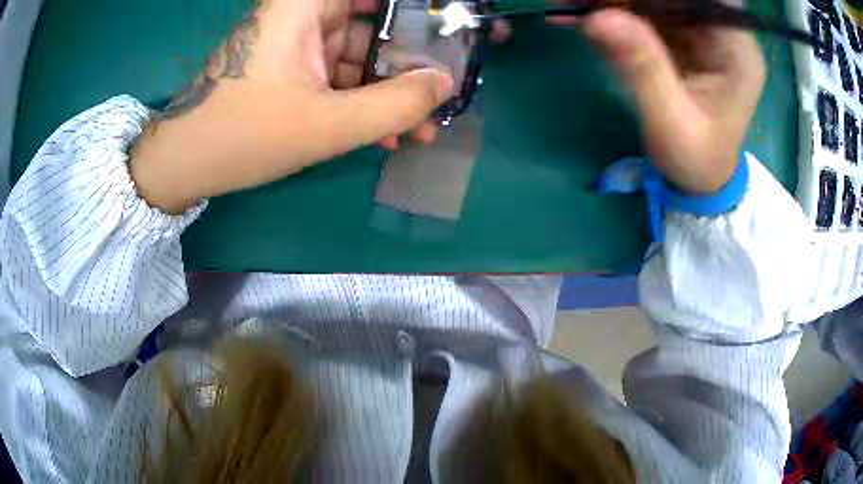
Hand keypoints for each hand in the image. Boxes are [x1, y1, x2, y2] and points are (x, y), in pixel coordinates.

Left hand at [131, 0, 453, 213]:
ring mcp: (295, 42)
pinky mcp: (289, 67)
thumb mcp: (328, 124)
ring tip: (421, 128)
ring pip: (357, 55)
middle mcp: (302, 13)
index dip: (415, 12)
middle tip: (440, 93)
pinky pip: (336, 74)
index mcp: (304, 5)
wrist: (186, 164)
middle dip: (409, 63)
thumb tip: (446, 85)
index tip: (445, 33)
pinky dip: (359, 100)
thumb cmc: (246, 135)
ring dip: (387, 92)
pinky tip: (384, 133)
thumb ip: (396, 104)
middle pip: (371, 24)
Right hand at [571, 8, 765, 193]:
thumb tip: (596, 17)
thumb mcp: (672, 123)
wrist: (703, 177)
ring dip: (611, 0)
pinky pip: (644, 8)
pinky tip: (579, 14)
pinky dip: (611, 9)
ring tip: (568, 7)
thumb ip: (642, 69)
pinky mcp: (680, 32)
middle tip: (575, 2)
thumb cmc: (697, 160)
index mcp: (735, 48)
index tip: (608, 0)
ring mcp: (700, 28)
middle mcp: (721, 29)